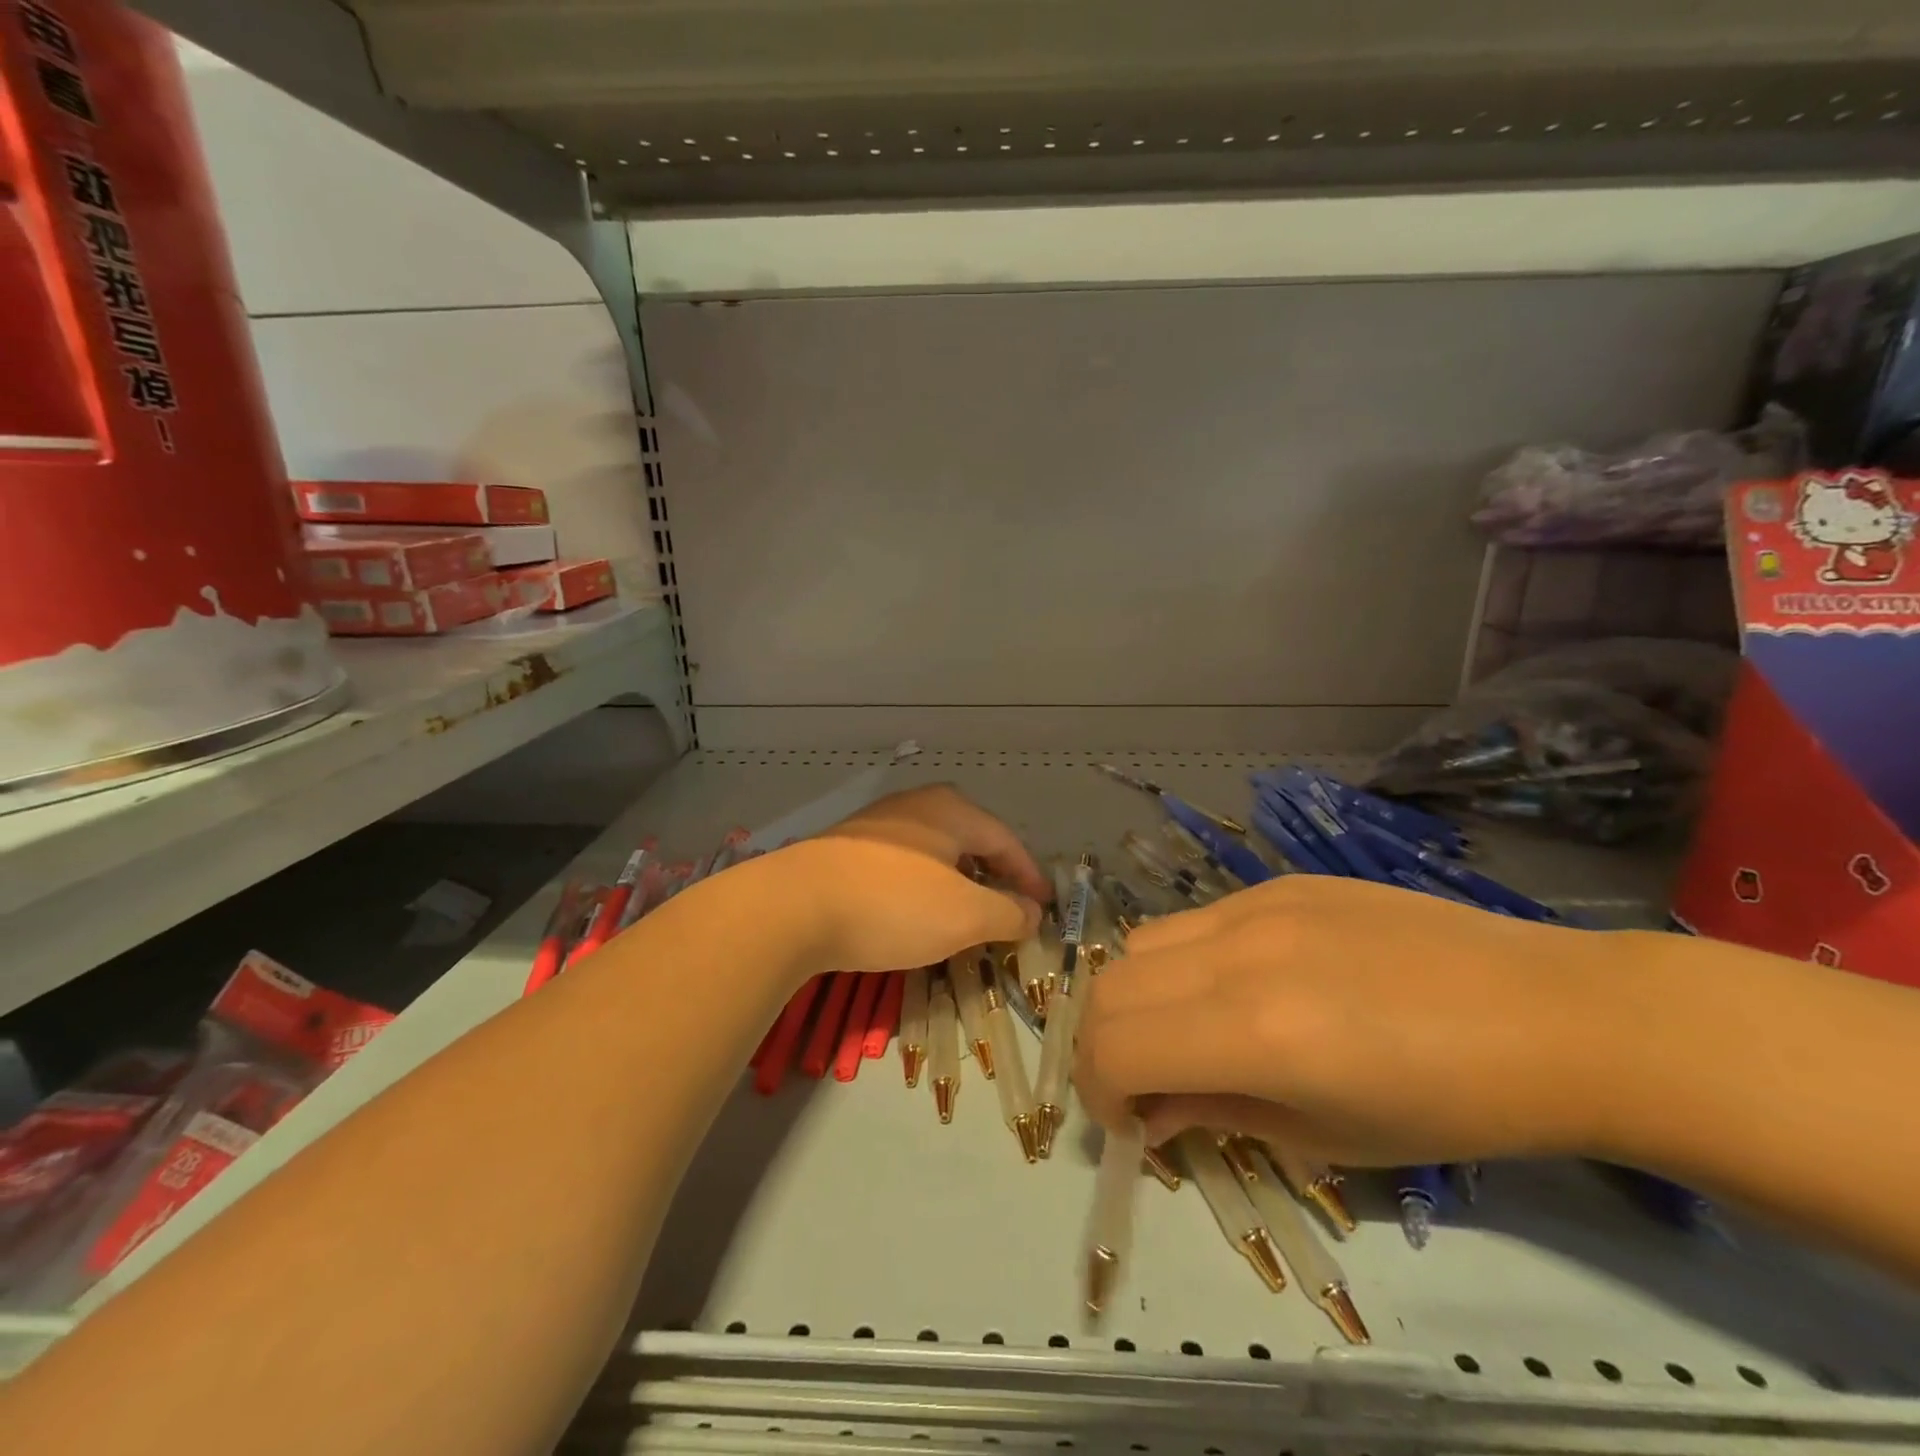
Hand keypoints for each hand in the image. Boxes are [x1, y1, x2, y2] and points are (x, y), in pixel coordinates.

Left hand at [780, 784, 1048, 973]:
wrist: (792, 907)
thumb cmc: (893, 905)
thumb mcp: (964, 916)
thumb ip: (1007, 913)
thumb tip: (1031, 911)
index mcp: (951, 810)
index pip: (1006, 840)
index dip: (1029, 875)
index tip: (1043, 906)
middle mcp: (916, 804)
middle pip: (970, 838)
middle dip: (993, 873)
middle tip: (1008, 906)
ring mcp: (876, 823)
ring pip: (934, 850)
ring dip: (957, 880)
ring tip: (964, 911)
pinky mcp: (846, 847)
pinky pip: (903, 862)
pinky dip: (923, 884)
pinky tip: (914, 909)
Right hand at [1073, 875, 1632, 1166]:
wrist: (1551, 1014)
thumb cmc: (1452, 1106)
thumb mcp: (1327, 1138)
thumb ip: (1217, 1114)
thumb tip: (1150, 1110)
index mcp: (1254, 1032)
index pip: (1114, 1048)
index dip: (1099, 1092)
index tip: (1130, 1123)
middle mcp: (1236, 954)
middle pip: (1109, 986)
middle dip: (1104, 1044)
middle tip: (1142, 1083)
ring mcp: (1255, 905)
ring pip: (1142, 943)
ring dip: (1138, 997)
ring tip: (1185, 1032)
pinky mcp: (1278, 883)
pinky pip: (1195, 920)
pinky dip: (1183, 962)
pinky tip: (1239, 988)